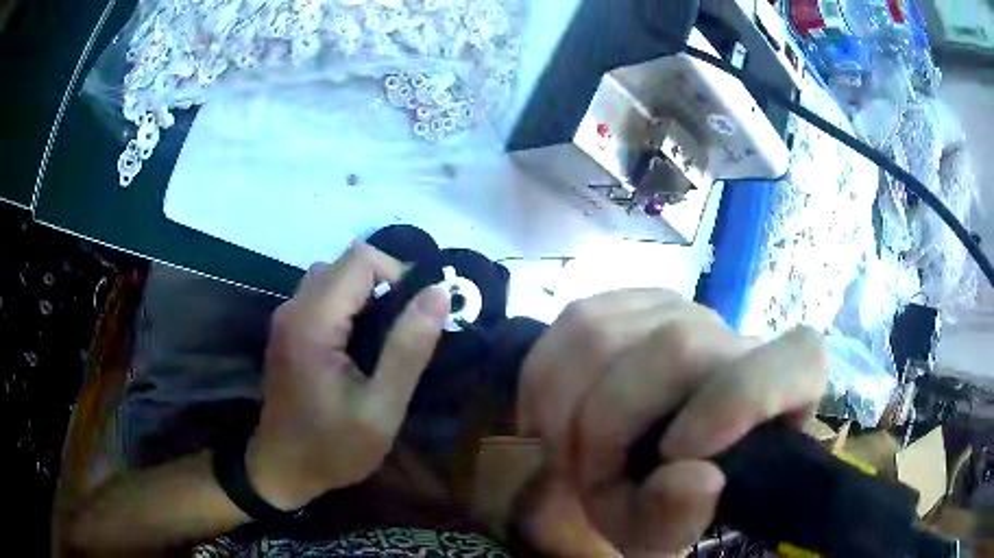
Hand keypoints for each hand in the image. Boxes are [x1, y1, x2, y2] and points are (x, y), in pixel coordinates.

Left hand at [245, 242, 449, 509]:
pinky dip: (349, 306)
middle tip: (404, 334)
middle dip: (385, 285)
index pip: (361, 259)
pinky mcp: (288, 329)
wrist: (283, 469)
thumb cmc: (333, 447)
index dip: (397, 275)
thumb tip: (438, 293)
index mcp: (312, 323)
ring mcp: (286, 317)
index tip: (417, 316)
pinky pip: (323, 296)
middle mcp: (293, 308)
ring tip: (384, 341)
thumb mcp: (382, 409)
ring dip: (367, 296)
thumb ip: (408, 349)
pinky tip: (359, 347)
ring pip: (334, 276)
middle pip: (346, 263)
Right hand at [516, 291, 828, 555]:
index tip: (680, 455)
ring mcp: (679, 310)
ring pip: (604, 332)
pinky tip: (557, 412)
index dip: (745, 396)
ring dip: (564, 407)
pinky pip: (571, 323)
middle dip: (607, 425)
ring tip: (566, 448)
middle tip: (586, 474)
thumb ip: (677, 518)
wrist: (614, 471)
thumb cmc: (651, 505)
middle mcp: (733, 339)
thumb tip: (696, 476)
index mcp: (775, 396)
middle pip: (676, 347)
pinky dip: (546, 380)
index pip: (798, 360)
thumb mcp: (659, 535)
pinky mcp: (626, 301)